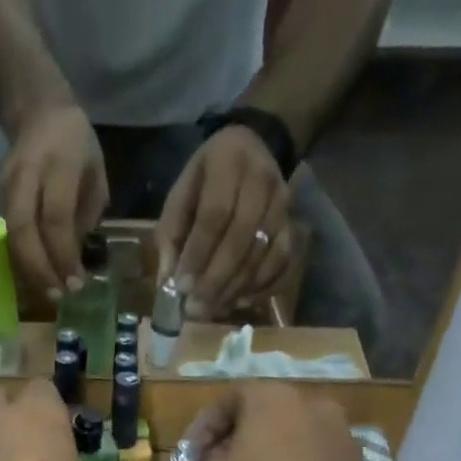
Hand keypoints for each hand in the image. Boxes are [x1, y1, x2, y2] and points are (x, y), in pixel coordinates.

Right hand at [1, 104, 108, 300]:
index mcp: (59, 162)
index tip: (75, 283)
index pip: (56, 217)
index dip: (64, 255)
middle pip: (23, 228)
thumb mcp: (95, 175)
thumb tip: (72, 261)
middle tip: (57, 294)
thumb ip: (86, 216)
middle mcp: (28, 172)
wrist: (39, 111)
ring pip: (11, 234)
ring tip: (46, 291)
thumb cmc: (77, 148)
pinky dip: (19, 259)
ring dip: (27, 268)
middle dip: (40, 268)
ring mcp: (7, 183)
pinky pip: (6, 234)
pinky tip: (34, 276)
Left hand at [157, 126, 293, 320]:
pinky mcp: (292, 224)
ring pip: (263, 254)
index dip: (198, 255)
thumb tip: (168, 283)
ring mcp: (282, 203)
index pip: (214, 216)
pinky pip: (281, 262)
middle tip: (197, 309)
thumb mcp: (181, 195)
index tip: (183, 287)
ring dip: (236, 288)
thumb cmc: (206, 180)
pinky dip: (260, 287)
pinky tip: (239, 301)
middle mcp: (260, 179)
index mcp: (226, 163)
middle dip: (216, 279)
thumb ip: (171, 236)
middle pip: (241, 239)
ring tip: (212, 310)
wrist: (253, 150)